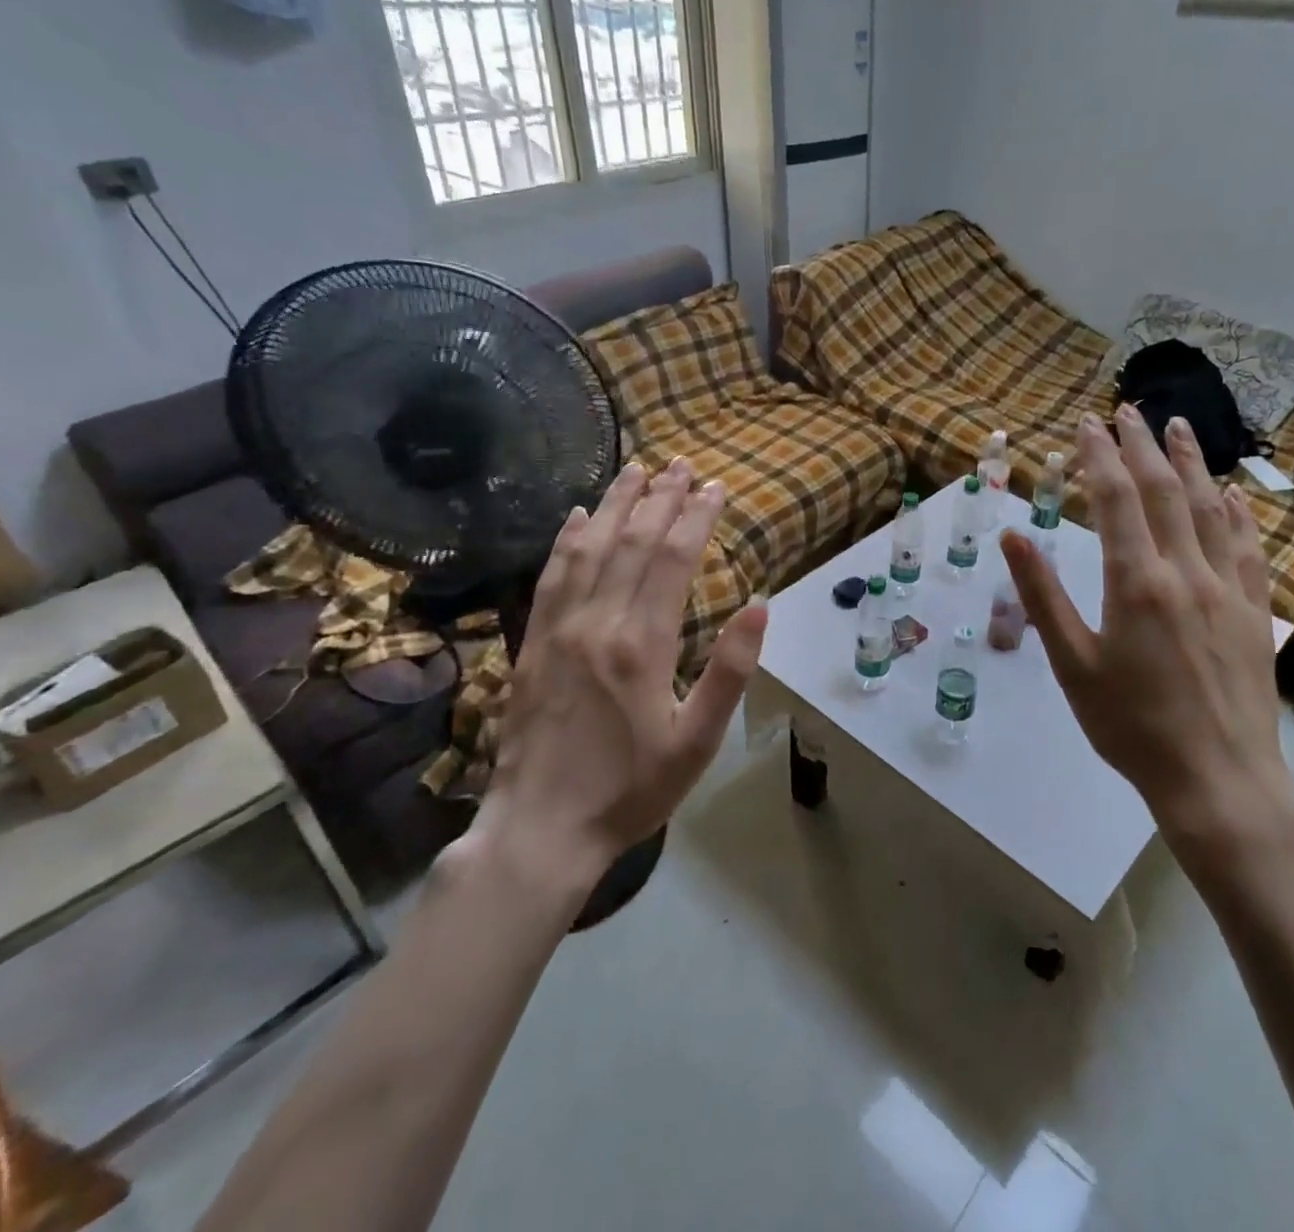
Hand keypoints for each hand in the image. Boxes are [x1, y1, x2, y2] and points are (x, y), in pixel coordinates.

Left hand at [462, 458, 768, 888]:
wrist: (539, 829)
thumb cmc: (631, 789)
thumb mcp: (697, 740)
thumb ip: (730, 670)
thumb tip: (761, 604)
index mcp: (642, 644)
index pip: (673, 559)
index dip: (696, 516)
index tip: (716, 486)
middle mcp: (598, 622)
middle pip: (632, 542)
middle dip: (661, 498)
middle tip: (682, 464)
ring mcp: (558, 629)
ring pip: (589, 549)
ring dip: (614, 504)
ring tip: (636, 470)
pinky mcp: (531, 644)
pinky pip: (550, 577)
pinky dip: (566, 541)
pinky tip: (575, 517)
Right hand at [1001, 407, 1293, 868]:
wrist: (1218, 780)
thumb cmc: (1131, 726)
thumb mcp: (1071, 663)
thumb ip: (1043, 595)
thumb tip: (1014, 536)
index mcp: (1136, 582)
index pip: (1116, 500)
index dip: (1099, 456)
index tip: (1086, 423)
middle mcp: (1186, 571)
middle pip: (1164, 491)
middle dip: (1141, 444)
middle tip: (1126, 409)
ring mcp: (1228, 589)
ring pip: (1211, 508)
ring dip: (1191, 463)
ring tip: (1177, 427)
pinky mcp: (1255, 611)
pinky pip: (1249, 546)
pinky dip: (1239, 511)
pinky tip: (1234, 492)